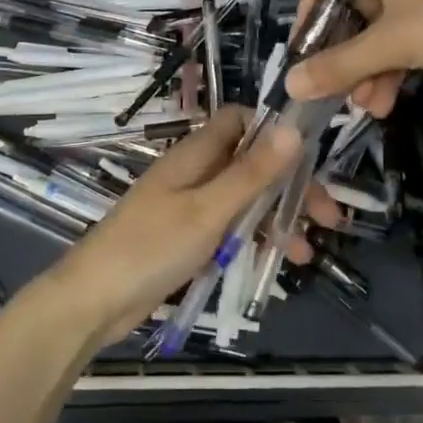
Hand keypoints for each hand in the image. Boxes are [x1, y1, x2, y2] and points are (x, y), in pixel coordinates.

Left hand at [44, 106, 302, 343]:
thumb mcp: (209, 210)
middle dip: (289, 186)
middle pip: (251, 164)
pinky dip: (254, 240)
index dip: (275, 132)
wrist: (94, 301)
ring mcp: (189, 206)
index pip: (240, 121)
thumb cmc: (151, 247)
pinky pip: (229, 228)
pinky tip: (277, 263)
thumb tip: (293, 129)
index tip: (310, 158)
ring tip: (308, 252)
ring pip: (244, 200)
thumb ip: (251, 172)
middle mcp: (195, 172)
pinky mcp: (187, 237)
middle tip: (328, 217)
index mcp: (195, 154)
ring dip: (277, 219)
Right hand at [283, 0, 422, 114]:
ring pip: (379, 31)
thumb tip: (289, 85)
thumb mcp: (396, 44)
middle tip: (338, 95)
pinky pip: (405, 37)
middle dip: (345, 58)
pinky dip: (394, 66)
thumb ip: (340, 65)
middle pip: (352, 13)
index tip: (301, 65)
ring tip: (369, 107)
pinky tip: (390, 99)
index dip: (307, 26)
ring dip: (369, 70)